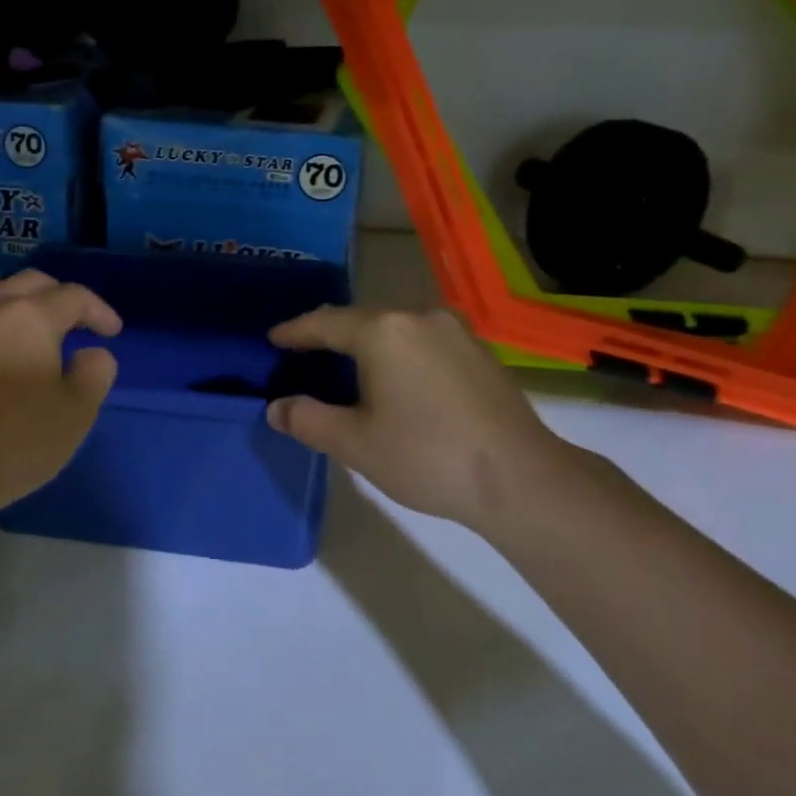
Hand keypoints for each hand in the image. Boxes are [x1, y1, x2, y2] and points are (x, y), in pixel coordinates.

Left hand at [0, 269, 121, 520]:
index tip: (112, 332)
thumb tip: (92, 353)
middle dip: (58, 296)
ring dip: (7, 294)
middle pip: (29, 282)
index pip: (74, 296)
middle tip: (73, 324)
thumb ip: (94, 374)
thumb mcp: (75, 415)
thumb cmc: (13, 443)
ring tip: (19, 320)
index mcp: (31, 317)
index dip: (99, 311)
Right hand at [266, 307, 572, 527]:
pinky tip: (396, 376)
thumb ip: (308, 419)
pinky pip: (422, 339)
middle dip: (330, 334)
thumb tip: (276, 407)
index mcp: (383, 330)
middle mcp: (418, 316)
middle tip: (304, 350)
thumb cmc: (427, 456)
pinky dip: (399, 351)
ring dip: (367, 343)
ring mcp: (454, 330)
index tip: (273, 338)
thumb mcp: (355, 443)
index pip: (325, 323)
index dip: (295, 331)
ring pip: (395, 327)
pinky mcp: (479, 350)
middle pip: (361, 319)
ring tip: (347, 363)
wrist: (522, 479)